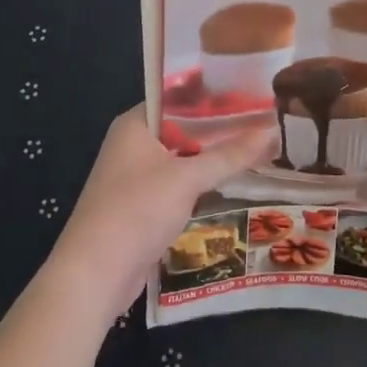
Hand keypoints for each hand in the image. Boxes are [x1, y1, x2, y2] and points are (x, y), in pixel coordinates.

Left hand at [43, 106, 274, 326]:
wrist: (95, 274)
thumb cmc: (137, 211)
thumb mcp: (187, 178)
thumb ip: (229, 155)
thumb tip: (272, 132)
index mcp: (135, 124)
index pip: (177, 96)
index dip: (212, 93)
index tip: (248, 92)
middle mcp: (133, 144)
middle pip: (181, 127)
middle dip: (218, 127)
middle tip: (261, 120)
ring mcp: (135, 176)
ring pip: (181, 157)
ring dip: (211, 156)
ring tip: (255, 147)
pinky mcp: (141, 206)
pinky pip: (177, 183)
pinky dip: (200, 181)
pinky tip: (231, 181)